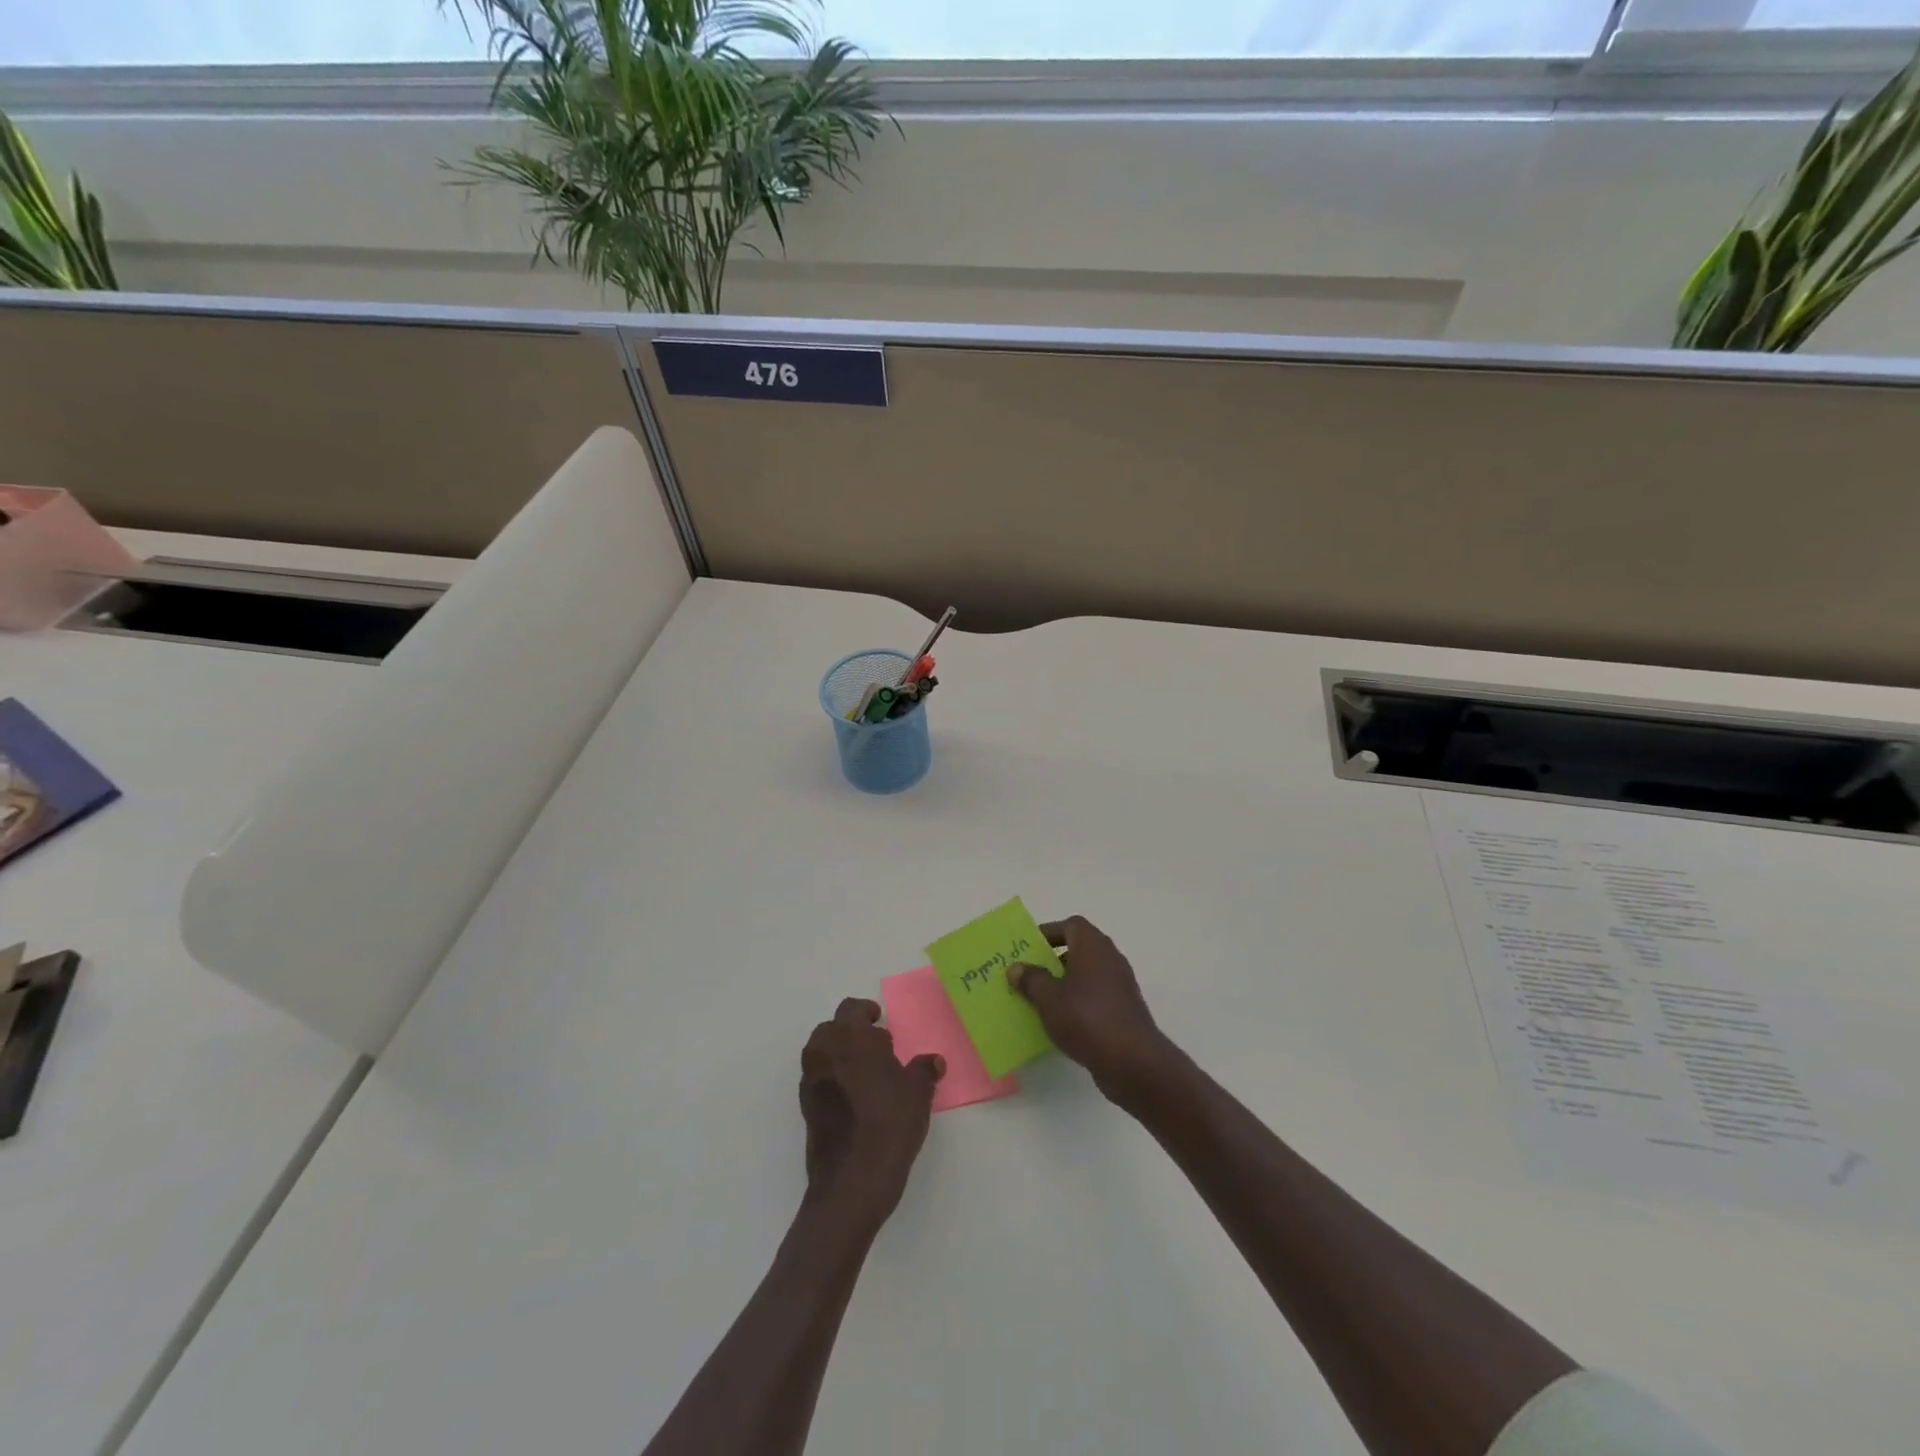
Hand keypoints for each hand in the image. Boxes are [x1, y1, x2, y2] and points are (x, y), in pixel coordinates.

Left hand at [799, 998, 943, 1231]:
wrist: (851, 1183)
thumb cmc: (888, 1124)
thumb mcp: (917, 1093)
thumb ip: (923, 1070)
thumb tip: (933, 1061)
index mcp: (848, 1037)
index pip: (852, 1009)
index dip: (868, 1013)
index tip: (881, 1023)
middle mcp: (823, 1052)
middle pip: (833, 1028)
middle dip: (852, 1033)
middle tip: (878, 1049)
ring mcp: (810, 1081)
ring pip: (823, 1053)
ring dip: (842, 1055)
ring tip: (870, 1076)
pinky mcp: (806, 1108)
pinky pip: (820, 1079)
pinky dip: (834, 1078)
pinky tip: (857, 1099)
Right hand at [1009, 916, 1174, 1103]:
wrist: (1131, 1060)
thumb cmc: (1086, 1018)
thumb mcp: (1048, 998)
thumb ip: (1031, 979)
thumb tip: (1016, 967)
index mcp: (1093, 945)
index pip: (1071, 925)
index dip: (1049, 932)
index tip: (1029, 948)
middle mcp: (1110, 958)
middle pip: (1079, 949)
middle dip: (1054, 959)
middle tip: (1030, 973)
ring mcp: (1120, 984)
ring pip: (1087, 974)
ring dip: (1066, 982)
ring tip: (1040, 999)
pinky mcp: (1125, 1009)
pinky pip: (1096, 996)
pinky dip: (1079, 1002)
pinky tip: (1062, 1021)